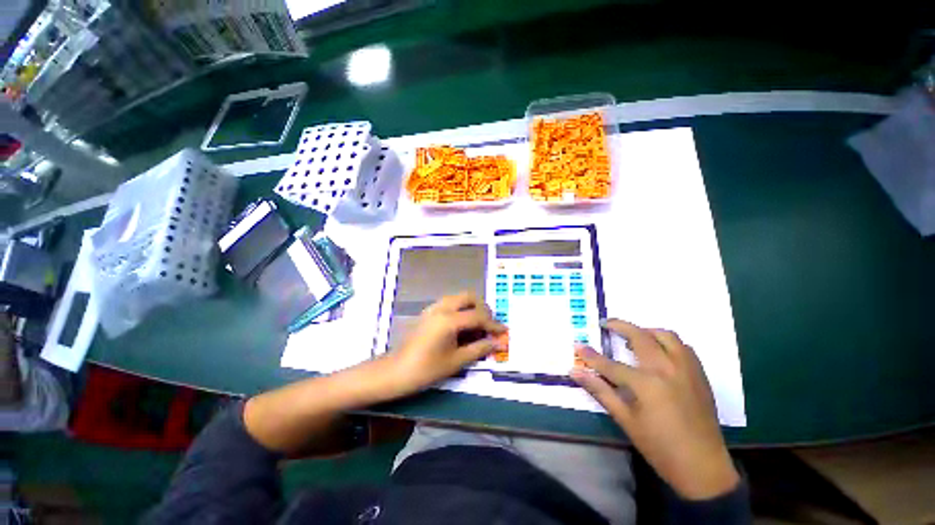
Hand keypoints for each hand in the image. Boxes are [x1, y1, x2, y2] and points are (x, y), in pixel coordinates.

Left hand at [386, 292, 505, 396]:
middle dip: (483, 309)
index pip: (478, 316)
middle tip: (489, 326)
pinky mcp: (428, 312)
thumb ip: (479, 348)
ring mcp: (433, 308)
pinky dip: (460, 309)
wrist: (395, 372)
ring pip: (458, 297)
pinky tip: (462, 326)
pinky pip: (449, 303)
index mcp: (449, 319)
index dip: (493, 324)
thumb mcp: (456, 361)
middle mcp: (441, 307)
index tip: (503, 332)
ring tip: (477, 326)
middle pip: (469, 297)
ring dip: (471, 307)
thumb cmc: (426, 369)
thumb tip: (499, 343)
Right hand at [571, 319, 738, 499]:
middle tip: (605, 324)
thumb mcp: (626, 420)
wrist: (703, 468)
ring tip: (633, 336)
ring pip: (665, 335)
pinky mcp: (700, 374)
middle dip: (619, 326)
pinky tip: (659, 351)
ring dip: (645, 331)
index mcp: (647, 384)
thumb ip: (600, 391)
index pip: (610, 364)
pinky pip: (683, 347)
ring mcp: (687, 369)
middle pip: (640, 337)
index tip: (577, 345)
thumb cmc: (660, 447)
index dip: (591, 355)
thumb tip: (575, 372)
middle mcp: (667, 369)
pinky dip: (667, 342)